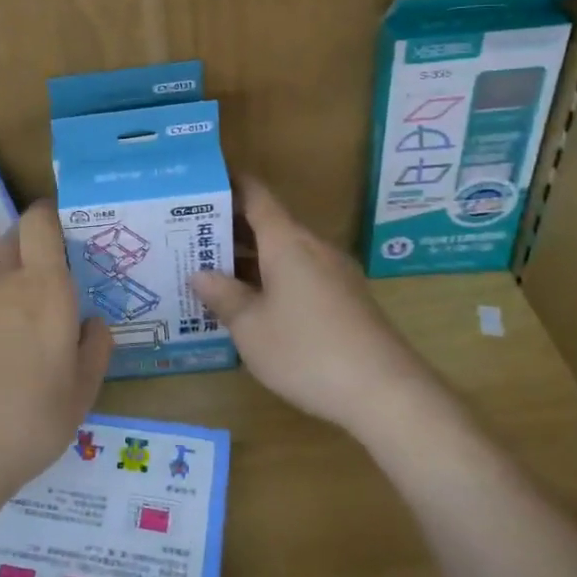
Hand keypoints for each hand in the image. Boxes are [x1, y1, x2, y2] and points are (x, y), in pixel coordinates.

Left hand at [0, 201, 112, 516]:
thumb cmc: (28, 424)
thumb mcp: (81, 394)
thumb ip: (94, 348)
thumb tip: (92, 322)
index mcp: (43, 289)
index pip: (40, 222)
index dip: (48, 216)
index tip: (57, 230)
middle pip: (12, 235)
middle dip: (27, 245)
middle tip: (37, 278)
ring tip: (1, 299)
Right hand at [192, 178, 423, 433]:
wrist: (387, 393)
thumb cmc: (307, 351)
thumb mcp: (250, 327)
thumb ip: (222, 295)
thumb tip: (200, 273)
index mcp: (287, 241)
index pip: (255, 195)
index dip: (228, 184)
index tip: (200, 182)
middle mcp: (313, 247)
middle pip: (268, 223)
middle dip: (230, 227)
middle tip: (189, 235)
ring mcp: (334, 273)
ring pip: (284, 251)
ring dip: (250, 257)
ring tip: (213, 270)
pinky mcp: (346, 300)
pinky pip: (300, 274)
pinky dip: (272, 278)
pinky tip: (253, 303)